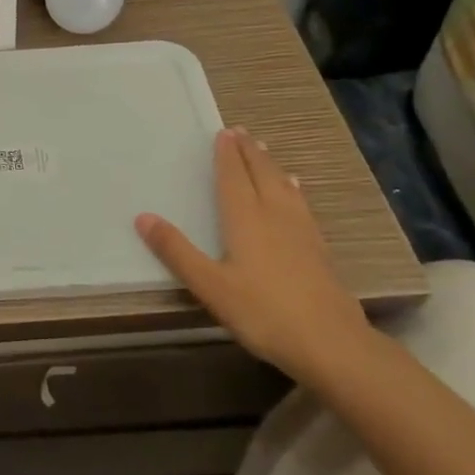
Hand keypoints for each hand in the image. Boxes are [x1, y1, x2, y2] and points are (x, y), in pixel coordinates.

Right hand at [135, 126, 369, 382]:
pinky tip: (296, 191)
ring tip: (264, 151)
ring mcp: (301, 231)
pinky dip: (293, 189)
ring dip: (270, 165)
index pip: (234, 178)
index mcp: (245, 219)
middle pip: (261, 175)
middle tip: (240, 131)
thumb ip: (176, 251)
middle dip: (249, 152)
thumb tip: (143, 217)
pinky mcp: (318, 249)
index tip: (223, 132)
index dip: (227, 155)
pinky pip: (301, 204)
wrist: (331, 343)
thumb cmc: (263, 312)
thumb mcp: (210, 286)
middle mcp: (274, 216)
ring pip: (283, 186)